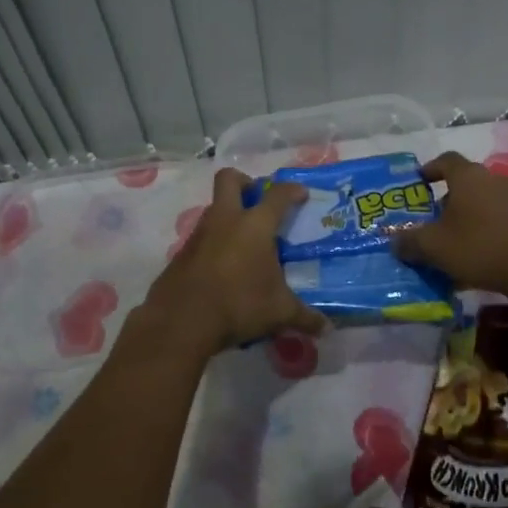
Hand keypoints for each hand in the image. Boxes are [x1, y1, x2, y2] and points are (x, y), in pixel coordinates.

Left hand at [139, 168, 327, 354]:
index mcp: (254, 225)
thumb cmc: (238, 305)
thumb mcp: (279, 312)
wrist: (181, 322)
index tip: (301, 193)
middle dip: (245, 182)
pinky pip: (202, 238)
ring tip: (244, 242)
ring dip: (228, 215)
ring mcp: (199, 235)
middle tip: (258, 198)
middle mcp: (225, 220)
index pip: (277, 195)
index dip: (292, 190)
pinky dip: (214, 244)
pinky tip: (224, 268)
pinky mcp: (181, 254)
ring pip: (214, 208)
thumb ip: (305, 317)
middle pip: (229, 179)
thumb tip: (327, 328)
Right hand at [390, 151, 507, 298]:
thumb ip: (409, 241)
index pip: (446, 160)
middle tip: (434, 219)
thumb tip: (394, 241)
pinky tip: (479, 252)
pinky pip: (500, 216)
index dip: (430, 169)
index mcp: (468, 176)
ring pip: (484, 200)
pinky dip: (486, 227)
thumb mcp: (433, 247)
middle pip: (466, 181)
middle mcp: (494, 178)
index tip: (419, 182)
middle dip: (448, 198)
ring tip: (455, 239)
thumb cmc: (479, 248)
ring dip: (469, 214)